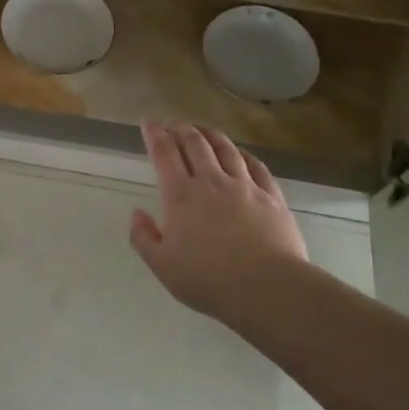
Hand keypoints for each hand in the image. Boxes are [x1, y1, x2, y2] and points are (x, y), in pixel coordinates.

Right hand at [129, 121, 308, 323]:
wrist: (267, 287)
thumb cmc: (208, 280)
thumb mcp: (162, 266)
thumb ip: (144, 237)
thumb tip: (137, 213)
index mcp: (181, 195)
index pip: (164, 154)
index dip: (154, 135)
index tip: (148, 122)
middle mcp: (211, 181)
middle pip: (195, 144)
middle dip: (180, 128)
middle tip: (172, 123)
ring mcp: (244, 186)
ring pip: (226, 149)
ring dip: (210, 134)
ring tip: (202, 128)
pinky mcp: (271, 196)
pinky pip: (256, 166)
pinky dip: (243, 154)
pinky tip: (240, 153)